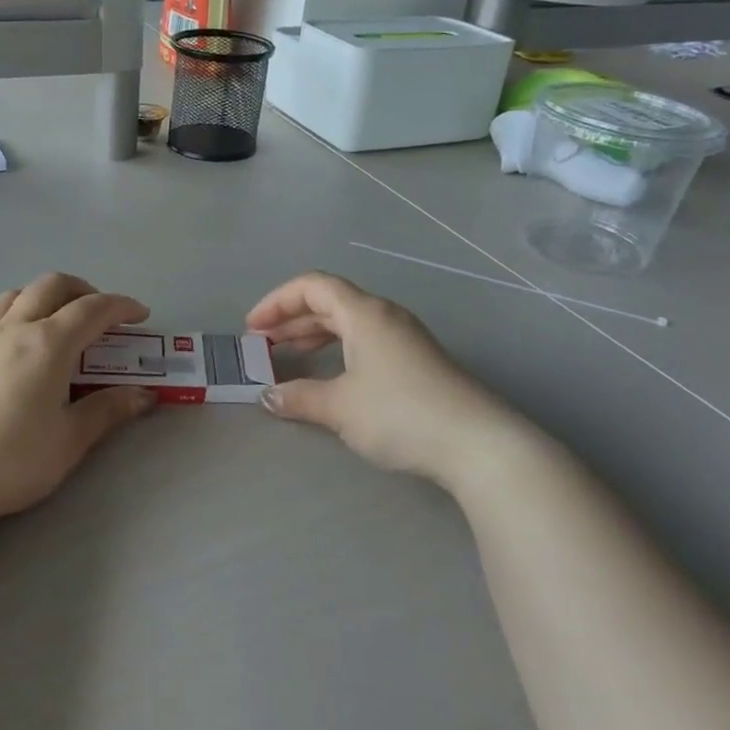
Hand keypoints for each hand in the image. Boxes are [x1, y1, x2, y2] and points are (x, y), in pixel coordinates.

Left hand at [0, 274, 155, 521]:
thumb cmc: (14, 460)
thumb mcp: (71, 440)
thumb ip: (108, 410)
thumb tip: (144, 396)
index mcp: (50, 344)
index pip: (93, 310)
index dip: (121, 305)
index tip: (140, 315)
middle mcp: (13, 330)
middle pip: (50, 288)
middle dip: (79, 290)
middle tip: (96, 310)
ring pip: (8, 299)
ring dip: (34, 296)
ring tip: (47, 311)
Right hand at [247, 273, 515, 486]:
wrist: (477, 443)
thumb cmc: (401, 414)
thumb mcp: (341, 407)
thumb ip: (299, 397)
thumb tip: (267, 396)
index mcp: (364, 313)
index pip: (312, 286)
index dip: (276, 301)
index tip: (252, 327)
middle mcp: (385, 315)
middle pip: (330, 301)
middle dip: (292, 319)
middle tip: (264, 343)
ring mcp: (405, 337)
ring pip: (349, 322)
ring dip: (315, 334)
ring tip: (290, 355)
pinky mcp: (418, 360)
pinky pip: (366, 339)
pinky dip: (339, 348)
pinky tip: (332, 374)